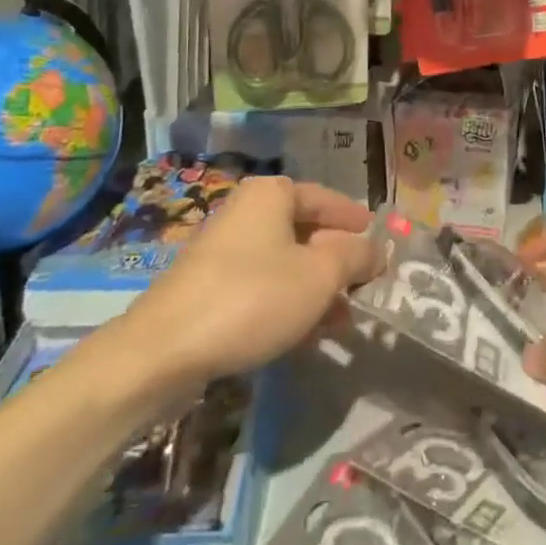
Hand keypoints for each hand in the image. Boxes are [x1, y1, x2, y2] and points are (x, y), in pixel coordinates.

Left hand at [127, 176, 376, 384]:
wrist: (163, 351)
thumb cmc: (253, 298)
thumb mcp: (320, 275)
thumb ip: (356, 256)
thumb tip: (377, 248)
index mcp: (272, 194)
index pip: (328, 200)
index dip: (358, 223)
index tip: (382, 247)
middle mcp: (246, 211)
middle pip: (306, 231)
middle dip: (337, 263)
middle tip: (364, 288)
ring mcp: (224, 250)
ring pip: (285, 263)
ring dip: (316, 289)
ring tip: (341, 321)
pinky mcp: (208, 287)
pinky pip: (261, 286)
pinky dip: (287, 303)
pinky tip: (305, 335)